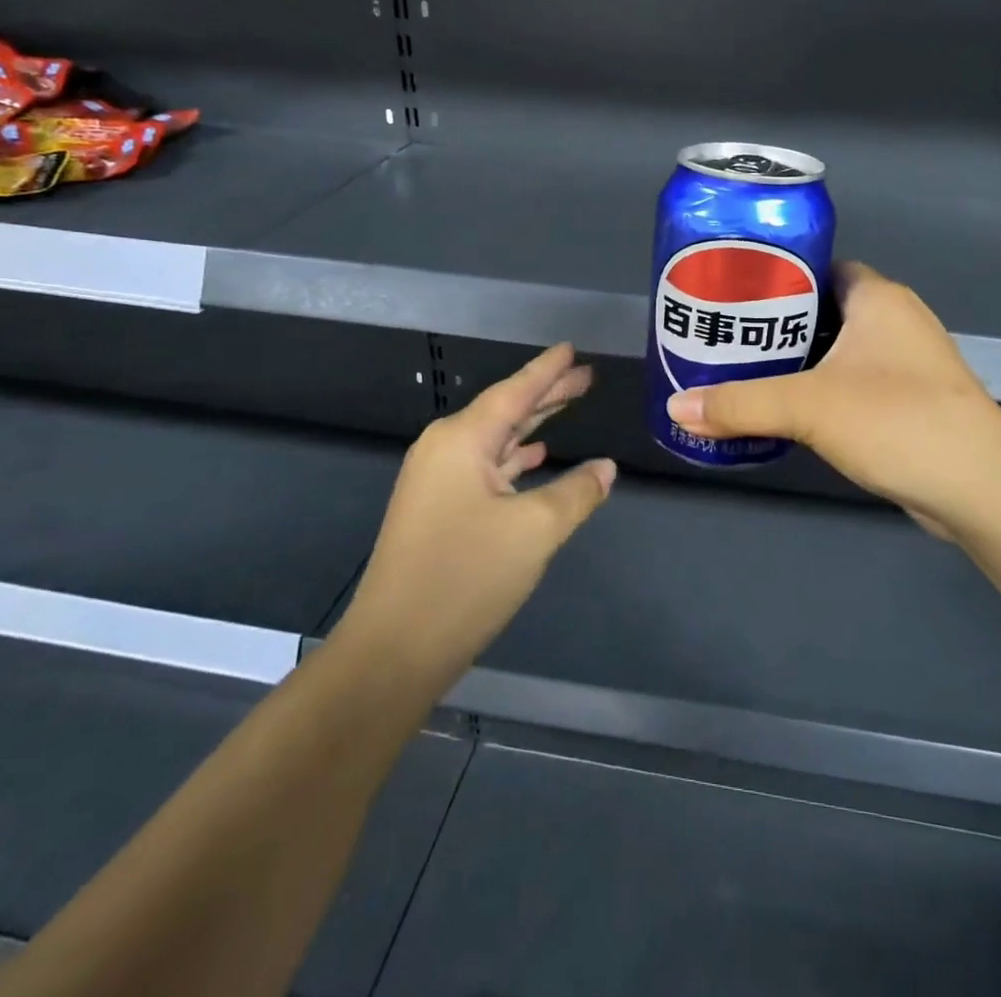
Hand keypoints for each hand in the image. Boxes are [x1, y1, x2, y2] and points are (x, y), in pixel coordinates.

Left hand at [340, 344, 614, 690]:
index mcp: (461, 440)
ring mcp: (437, 481)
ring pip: (496, 439)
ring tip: (568, 405)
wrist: (394, 651)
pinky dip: (515, 457)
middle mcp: (444, 450)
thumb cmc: (466, 577)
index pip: (514, 392)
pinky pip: (485, 467)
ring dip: (533, 424)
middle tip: (586, 376)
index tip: (571, 348)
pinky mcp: (438, 510)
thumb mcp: (535, 530)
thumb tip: (606, 468)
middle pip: (505, 410)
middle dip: (547, 394)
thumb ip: (577, 492)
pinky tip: (537, 455)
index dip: (547, 370)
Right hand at [666, 262, 1000, 538]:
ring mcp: (908, 362)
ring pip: (840, 349)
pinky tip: (790, 411)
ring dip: (801, 360)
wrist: (979, 486)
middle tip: (729, 336)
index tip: (735, 292)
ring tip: (747, 372)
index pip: (820, 266)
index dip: (779, 274)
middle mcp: (896, 320)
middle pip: (825, 308)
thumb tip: (676, 408)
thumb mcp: (808, 406)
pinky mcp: (911, 401)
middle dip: (780, 322)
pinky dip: (823, 390)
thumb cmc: (895, 419)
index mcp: (878, 297)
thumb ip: (740, 404)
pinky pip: (855, 382)